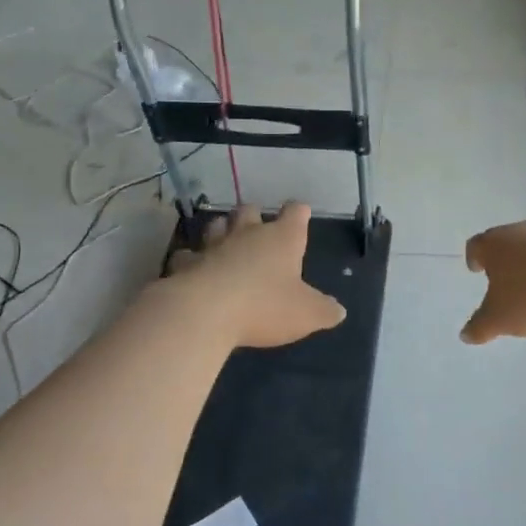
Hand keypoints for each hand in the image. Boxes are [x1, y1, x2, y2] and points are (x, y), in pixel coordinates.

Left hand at [167, 202, 346, 348]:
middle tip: (258, 223)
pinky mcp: (186, 265)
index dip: (298, 212)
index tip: (301, 211)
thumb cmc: (265, 306)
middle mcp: (247, 235)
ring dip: (222, 229)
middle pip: (250, 211)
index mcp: (282, 240)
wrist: (205, 313)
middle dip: (255, 214)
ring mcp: (213, 247)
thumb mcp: (306, 314)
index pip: (295, 214)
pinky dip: (192, 260)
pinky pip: (188, 256)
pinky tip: (193, 267)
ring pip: (217, 225)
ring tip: (225, 237)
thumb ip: (324, 310)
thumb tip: (338, 310)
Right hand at [461, 218, 525, 343]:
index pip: (476, 246)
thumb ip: (480, 327)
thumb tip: (465, 335)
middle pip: (508, 240)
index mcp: (495, 244)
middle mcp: (522, 230)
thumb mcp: (500, 319)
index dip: (474, 258)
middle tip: (508, 277)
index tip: (476, 268)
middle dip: (507, 258)